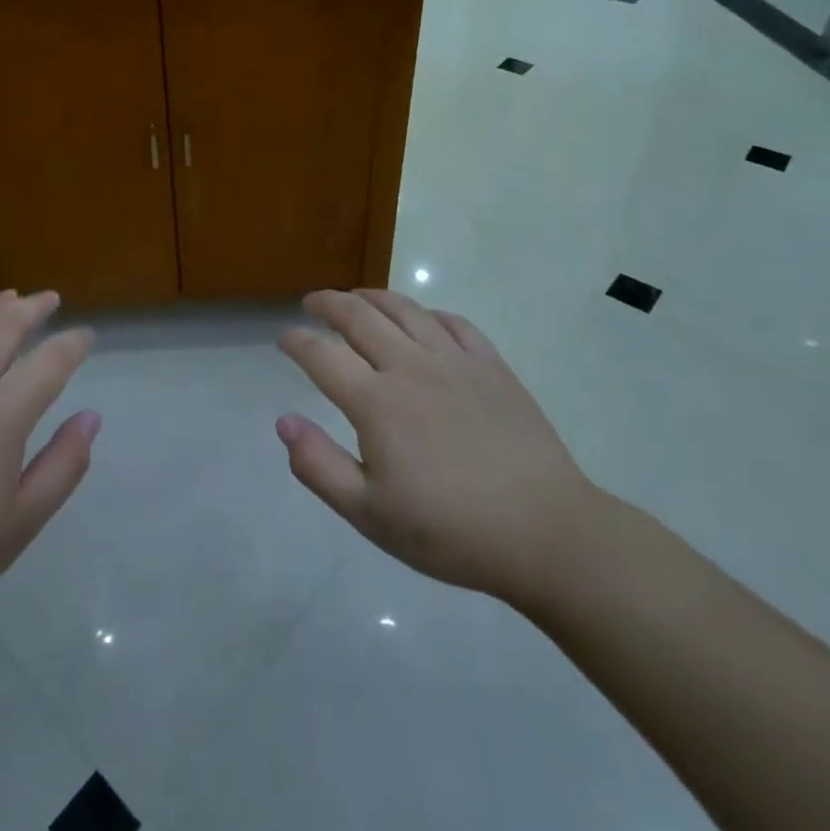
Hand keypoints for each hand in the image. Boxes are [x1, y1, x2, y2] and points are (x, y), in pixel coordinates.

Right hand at [276, 289, 600, 611]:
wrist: (546, 533)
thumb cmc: (450, 530)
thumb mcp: (369, 515)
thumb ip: (318, 466)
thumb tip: (283, 421)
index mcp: (376, 402)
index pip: (321, 355)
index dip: (297, 341)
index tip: (283, 338)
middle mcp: (411, 367)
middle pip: (359, 316)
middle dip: (328, 303)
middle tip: (312, 302)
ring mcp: (456, 362)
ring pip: (405, 309)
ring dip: (373, 296)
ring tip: (357, 297)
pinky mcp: (492, 367)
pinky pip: (454, 323)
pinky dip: (428, 313)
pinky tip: (423, 319)